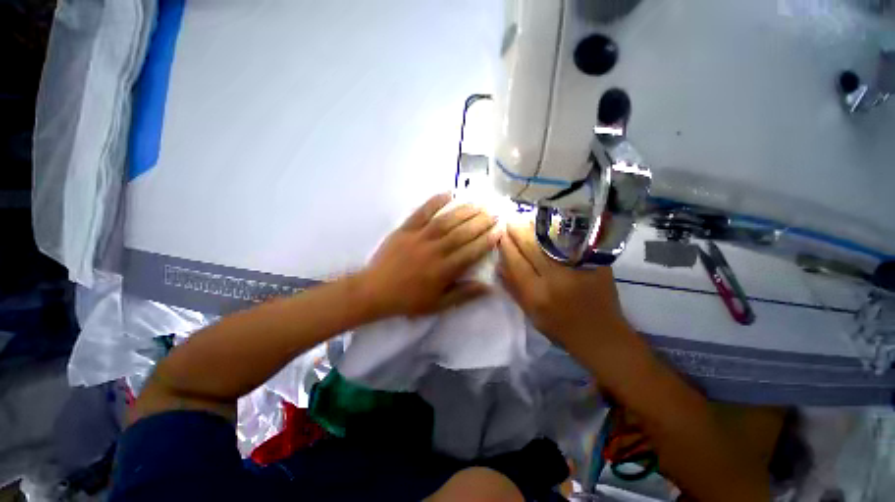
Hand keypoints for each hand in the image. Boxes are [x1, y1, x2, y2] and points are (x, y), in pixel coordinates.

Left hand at [360, 193, 499, 317]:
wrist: (375, 291)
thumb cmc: (408, 300)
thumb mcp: (438, 305)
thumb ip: (463, 295)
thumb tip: (488, 286)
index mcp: (444, 270)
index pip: (472, 251)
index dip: (487, 240)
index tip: (499, 230)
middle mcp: (435, 250)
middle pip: (463, 232)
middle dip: (482, 221)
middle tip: (495, 212)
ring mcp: (420, 237)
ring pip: (447, 220)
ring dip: (465, 210)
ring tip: (480, 203)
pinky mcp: (406, 229)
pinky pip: (422, 212)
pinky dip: (435, 201)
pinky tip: (448, 193)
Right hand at [498, 222, 628, 346]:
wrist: (602, 335)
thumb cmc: (560, 328)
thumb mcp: (530, 314)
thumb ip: (513, 288)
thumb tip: (498, 265)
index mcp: (537, 295)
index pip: (516, 262)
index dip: (506, 246)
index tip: (500, 234)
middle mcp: (556, 279)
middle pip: (531, 247)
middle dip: (518, 230)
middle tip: (510, 219)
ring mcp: (577, 269)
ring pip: (551, 241)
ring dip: (535, 227)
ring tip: (525, 218)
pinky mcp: (594, 264)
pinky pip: (571, 242)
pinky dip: (557, 232)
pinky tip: (549, 224)